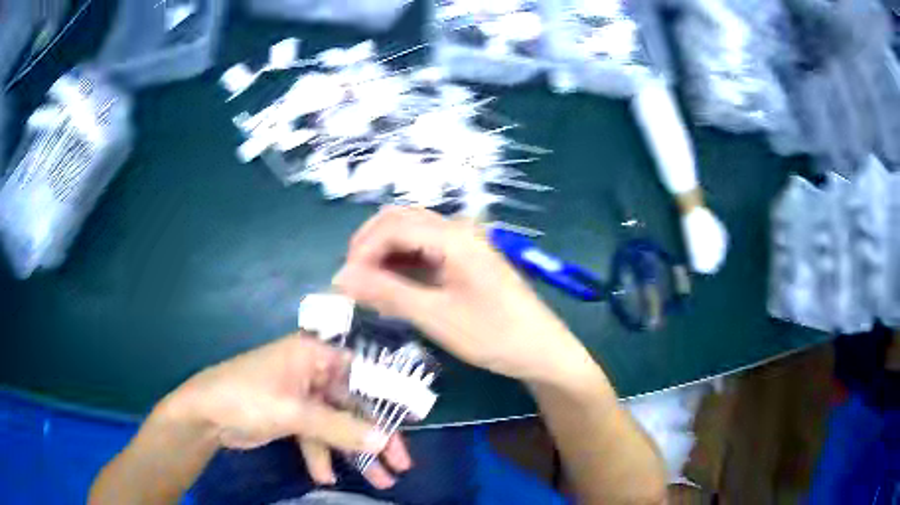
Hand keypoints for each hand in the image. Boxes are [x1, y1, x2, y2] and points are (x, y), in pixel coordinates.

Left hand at [163, 335, 411, 488]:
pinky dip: (322, 455)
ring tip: (380, 481)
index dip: (388, 399)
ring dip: (353, 453)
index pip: (361, 375)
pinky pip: (317, 436)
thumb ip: (340, 427)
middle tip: (400, 465)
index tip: (412, 424)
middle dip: (374, 437)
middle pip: (353, 406)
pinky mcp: (292, 416)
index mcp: (313, 355)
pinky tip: (325, 476)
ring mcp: (301, 397)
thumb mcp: (294, 413)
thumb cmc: (248, 398)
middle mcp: (311, 372)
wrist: (205, 415)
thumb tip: (383, 441)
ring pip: (338, 425)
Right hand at [334, 207, 595, 385]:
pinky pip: (424, 248)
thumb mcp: (435, 316)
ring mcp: (463, 241)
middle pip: (399, 220)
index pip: (391, 226)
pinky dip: (402, 262)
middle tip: (353, 281)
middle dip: (368, 246)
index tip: (344, 283)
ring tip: (369, 287)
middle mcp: (457, 228)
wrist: (540, 349)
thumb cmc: (493, 335)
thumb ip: (387, 293)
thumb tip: (341, 277)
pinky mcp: (465, 257)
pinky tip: (393, 286)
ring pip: (410, 233)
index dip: (361, 250)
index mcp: (452, 236)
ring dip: (384, 253)